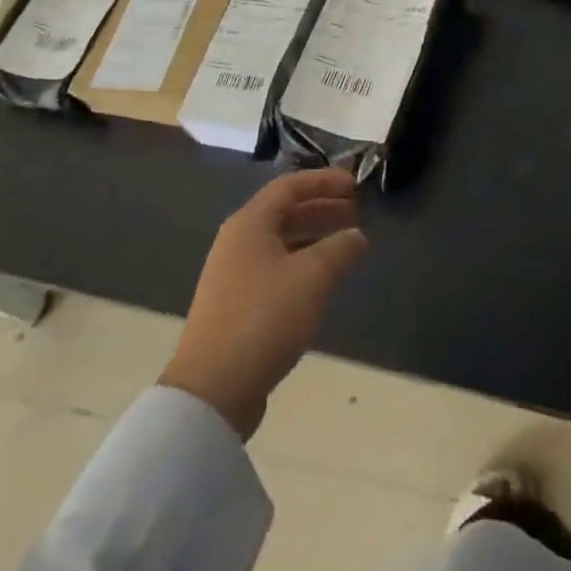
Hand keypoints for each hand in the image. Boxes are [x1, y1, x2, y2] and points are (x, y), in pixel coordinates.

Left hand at [160, 168, 368, 438]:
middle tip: (355, 212)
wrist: (213, 390)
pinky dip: (301, 263)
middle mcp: (237, 242)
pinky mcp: (234, 306)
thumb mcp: (312, 278)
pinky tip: (320, 282)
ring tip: (345, 245)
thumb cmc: (264, 318)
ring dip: (313, 237)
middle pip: (283, 212)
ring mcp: (232, 275)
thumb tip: (357, 235)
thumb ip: (340, 249)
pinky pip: (274, 268)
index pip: (289, 186)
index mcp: (249, 224)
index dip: (323, 181)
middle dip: (321, 208)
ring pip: (280, 242)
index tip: (354, 185)